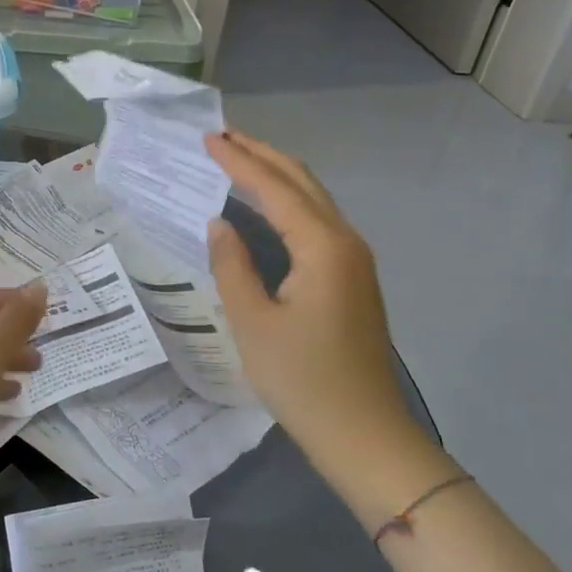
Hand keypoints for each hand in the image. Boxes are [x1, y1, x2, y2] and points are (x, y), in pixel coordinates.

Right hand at [207, 131, 443, 504]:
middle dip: (261, 155)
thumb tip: (219, 224)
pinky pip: (317, 222)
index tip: (207, 138)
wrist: (365, 435)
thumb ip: (232, 265)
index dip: (239, 161)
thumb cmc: (303, 381)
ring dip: (276, 176)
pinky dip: (287, 203)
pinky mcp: (353, 278)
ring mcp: (355, 260)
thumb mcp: (252, 323)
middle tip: (221, 137)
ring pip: (313, 199)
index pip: (274, 188)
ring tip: (237, 160)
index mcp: (322, 246)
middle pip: (302, 181)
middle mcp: (345, 241)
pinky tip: (264, 208)